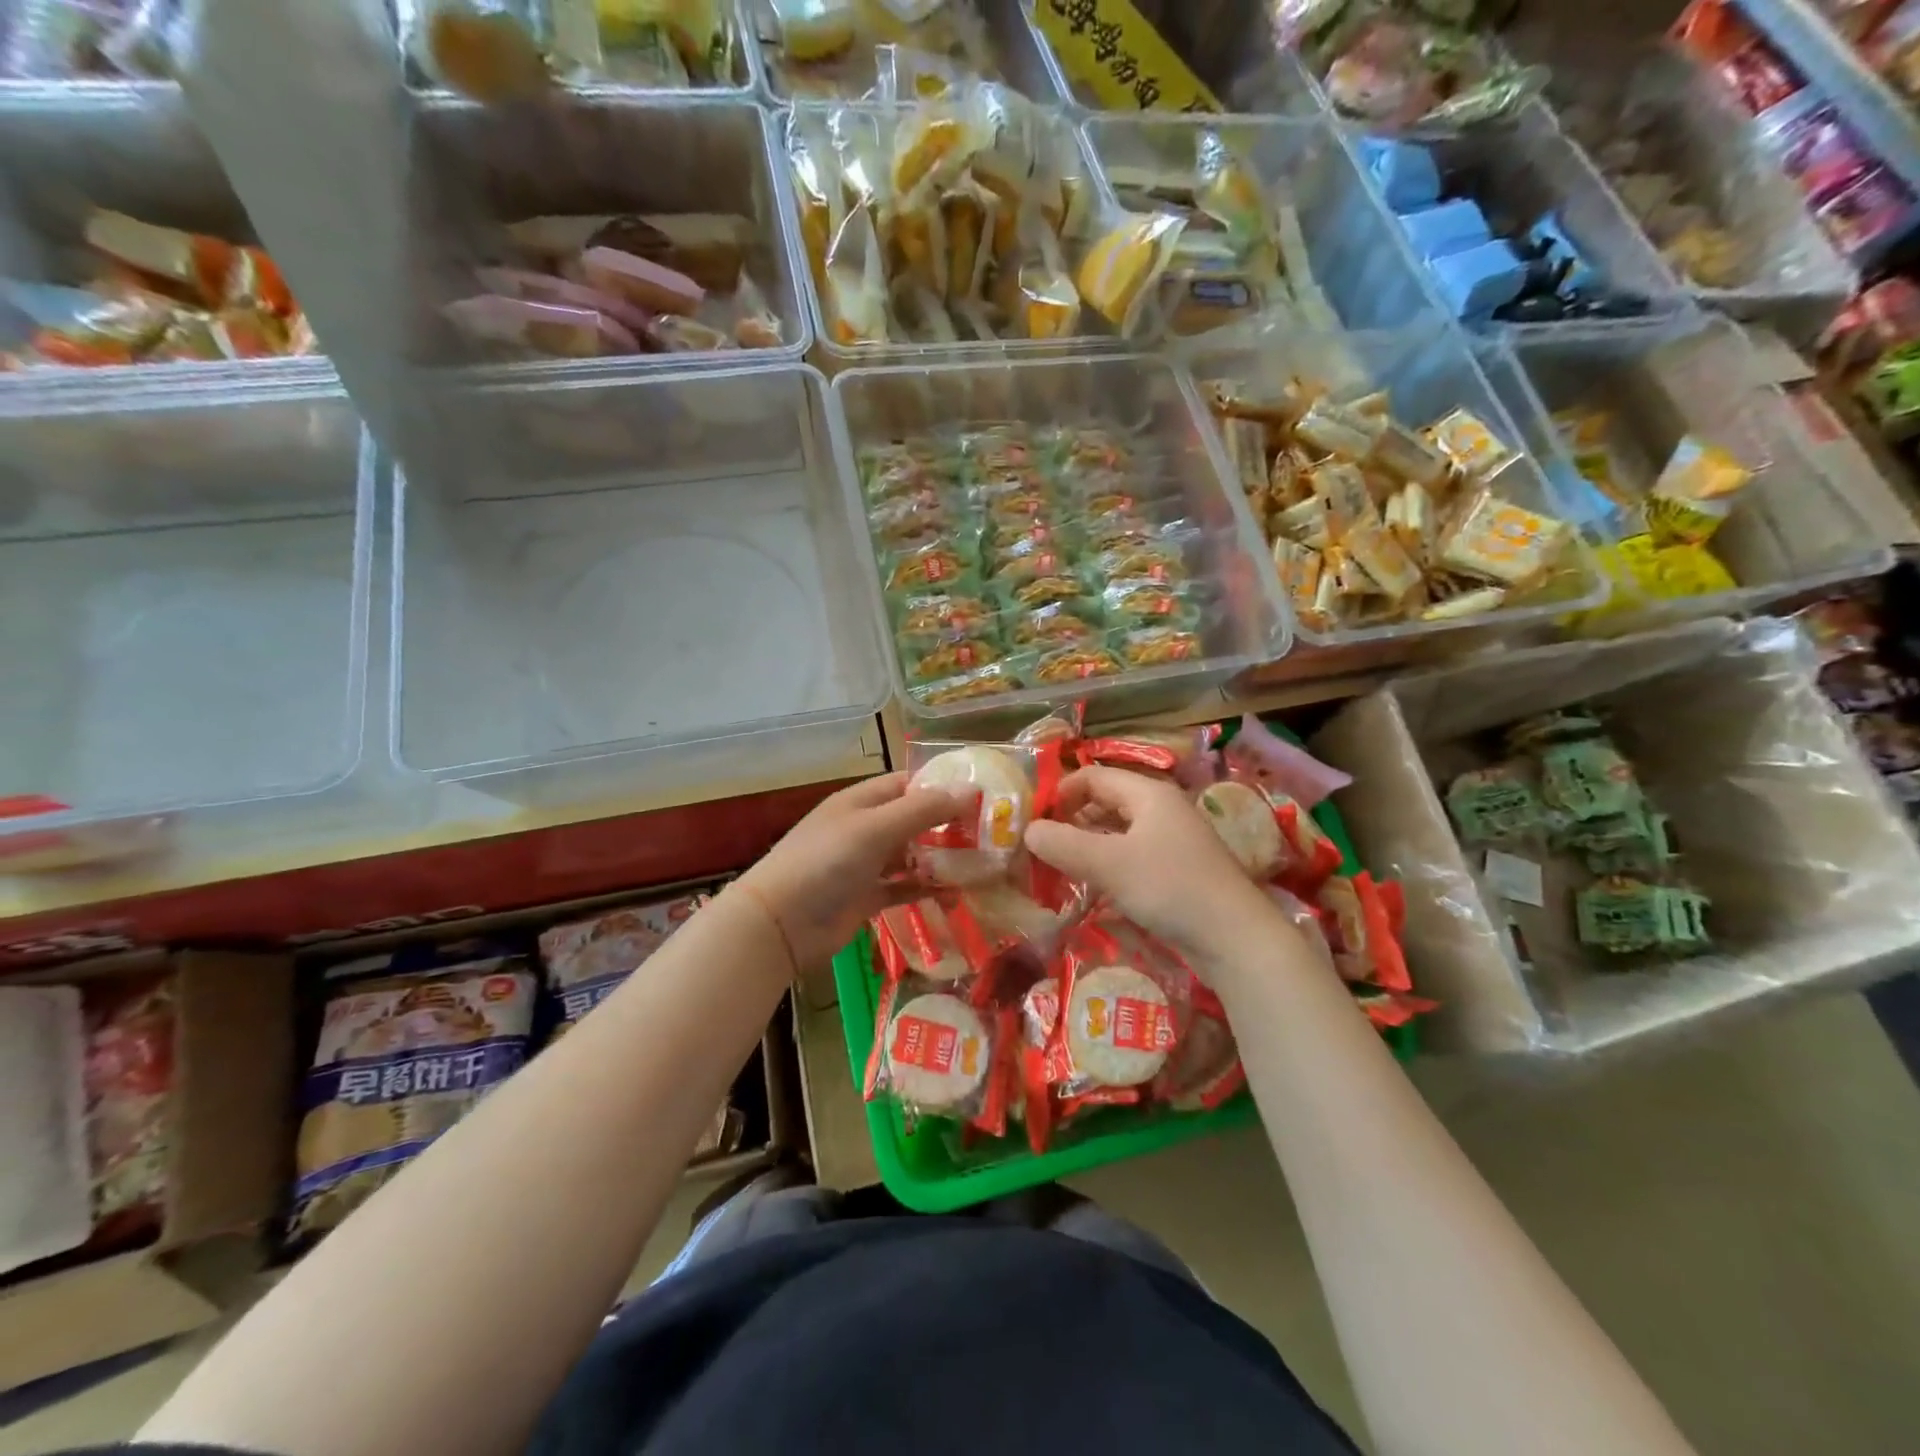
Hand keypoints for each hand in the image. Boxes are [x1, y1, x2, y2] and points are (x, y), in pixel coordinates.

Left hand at [734, 773, 973, 972]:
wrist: (781, 922)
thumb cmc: (826, 862)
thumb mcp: (875, 828)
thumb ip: (922, 810)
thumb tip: (970, 790)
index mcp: (862, 801)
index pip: (908, 784)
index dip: (942, 787)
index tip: (982, 796)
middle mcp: (864, 828)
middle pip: (913, 820)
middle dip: (948, 825)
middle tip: (990, 834)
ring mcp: (865, 865)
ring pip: (911, 855)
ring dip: (941, 859)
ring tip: (981, 864)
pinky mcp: (867, 898)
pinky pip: (903, 887)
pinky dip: (926, 888)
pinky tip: (956, 893)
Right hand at [1024, 766, 1295, 965]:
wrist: (1236, 939)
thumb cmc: (1170, 887)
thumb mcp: (1109, 863)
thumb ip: (1064, 844)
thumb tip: (1028, 831)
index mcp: (1148, 794)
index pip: (1093, 777)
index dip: (1060, 792)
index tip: (1033, 820)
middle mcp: (1161, 810)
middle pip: (1106, 801)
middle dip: (1071, 819)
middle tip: (1041, 845)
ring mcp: (1173, 841)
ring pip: (1119, 831)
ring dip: (1088, 844)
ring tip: (1059, 866)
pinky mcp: (1178, 871)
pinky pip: (1132, 856)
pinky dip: (1108, 864)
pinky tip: (1093, 887)